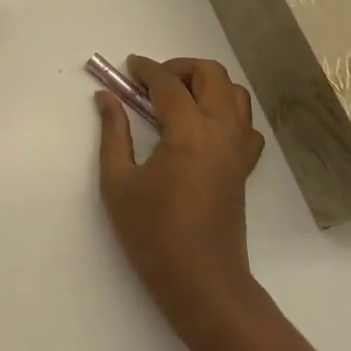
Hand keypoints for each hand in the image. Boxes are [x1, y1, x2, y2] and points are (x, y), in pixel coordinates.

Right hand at [97, 56, 267, 338]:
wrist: (203, 283)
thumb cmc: (154, 235)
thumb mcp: (118, 182)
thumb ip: (113, 133)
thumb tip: (106, 98)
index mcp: (190, 133)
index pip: (169, 84)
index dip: (146, 69)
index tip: (128, 67)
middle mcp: (221, 133)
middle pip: (213, 75)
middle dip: (181, 68)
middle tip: (152, 83)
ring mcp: (239, 150)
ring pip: (235, 94)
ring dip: (206, 85)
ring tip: (175, 100)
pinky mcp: (244, 168)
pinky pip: (244, 124)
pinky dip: (225, 111)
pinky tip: (199, 127)